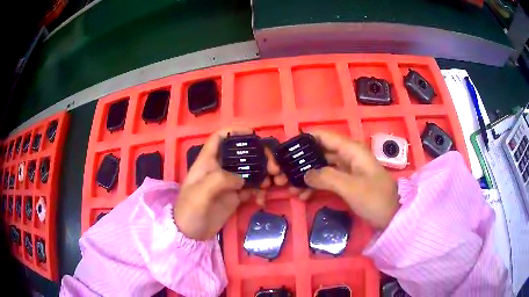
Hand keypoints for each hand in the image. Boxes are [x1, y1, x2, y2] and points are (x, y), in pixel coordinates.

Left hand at [174, 128, 284, 239]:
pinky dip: (260, 192)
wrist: (191, 234)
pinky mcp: (236, 196)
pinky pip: (252, 188)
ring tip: (272, 184)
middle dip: (260, 156)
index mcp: (208, 162)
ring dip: (264, 174)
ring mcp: (229, 182)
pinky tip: (261, 201)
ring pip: (251, 170)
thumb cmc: (189, 211)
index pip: (219, 138)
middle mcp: (220, 168)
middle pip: (242, 153)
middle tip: (273, 168)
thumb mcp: (199, 194)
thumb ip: (218, 181)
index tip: (253, 134)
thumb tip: (241, 179)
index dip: (234, 131)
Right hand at [294, 130, 399, 229]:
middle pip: (320, 152)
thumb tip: (305, 174)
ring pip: (322, 167)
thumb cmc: (375, 199)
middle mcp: (348, 156)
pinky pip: (327, 179)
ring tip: (292, 189)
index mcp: (351, 150)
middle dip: (303, 162)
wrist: (392, 217)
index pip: (324, 137)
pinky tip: (304, 195)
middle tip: (284, 174)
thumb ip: (326, 177)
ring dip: (307, 176)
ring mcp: (348, 170)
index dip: (305, 140)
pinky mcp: (347, 182)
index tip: (287, 149)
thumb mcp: (350, 187)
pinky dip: (316, 185)